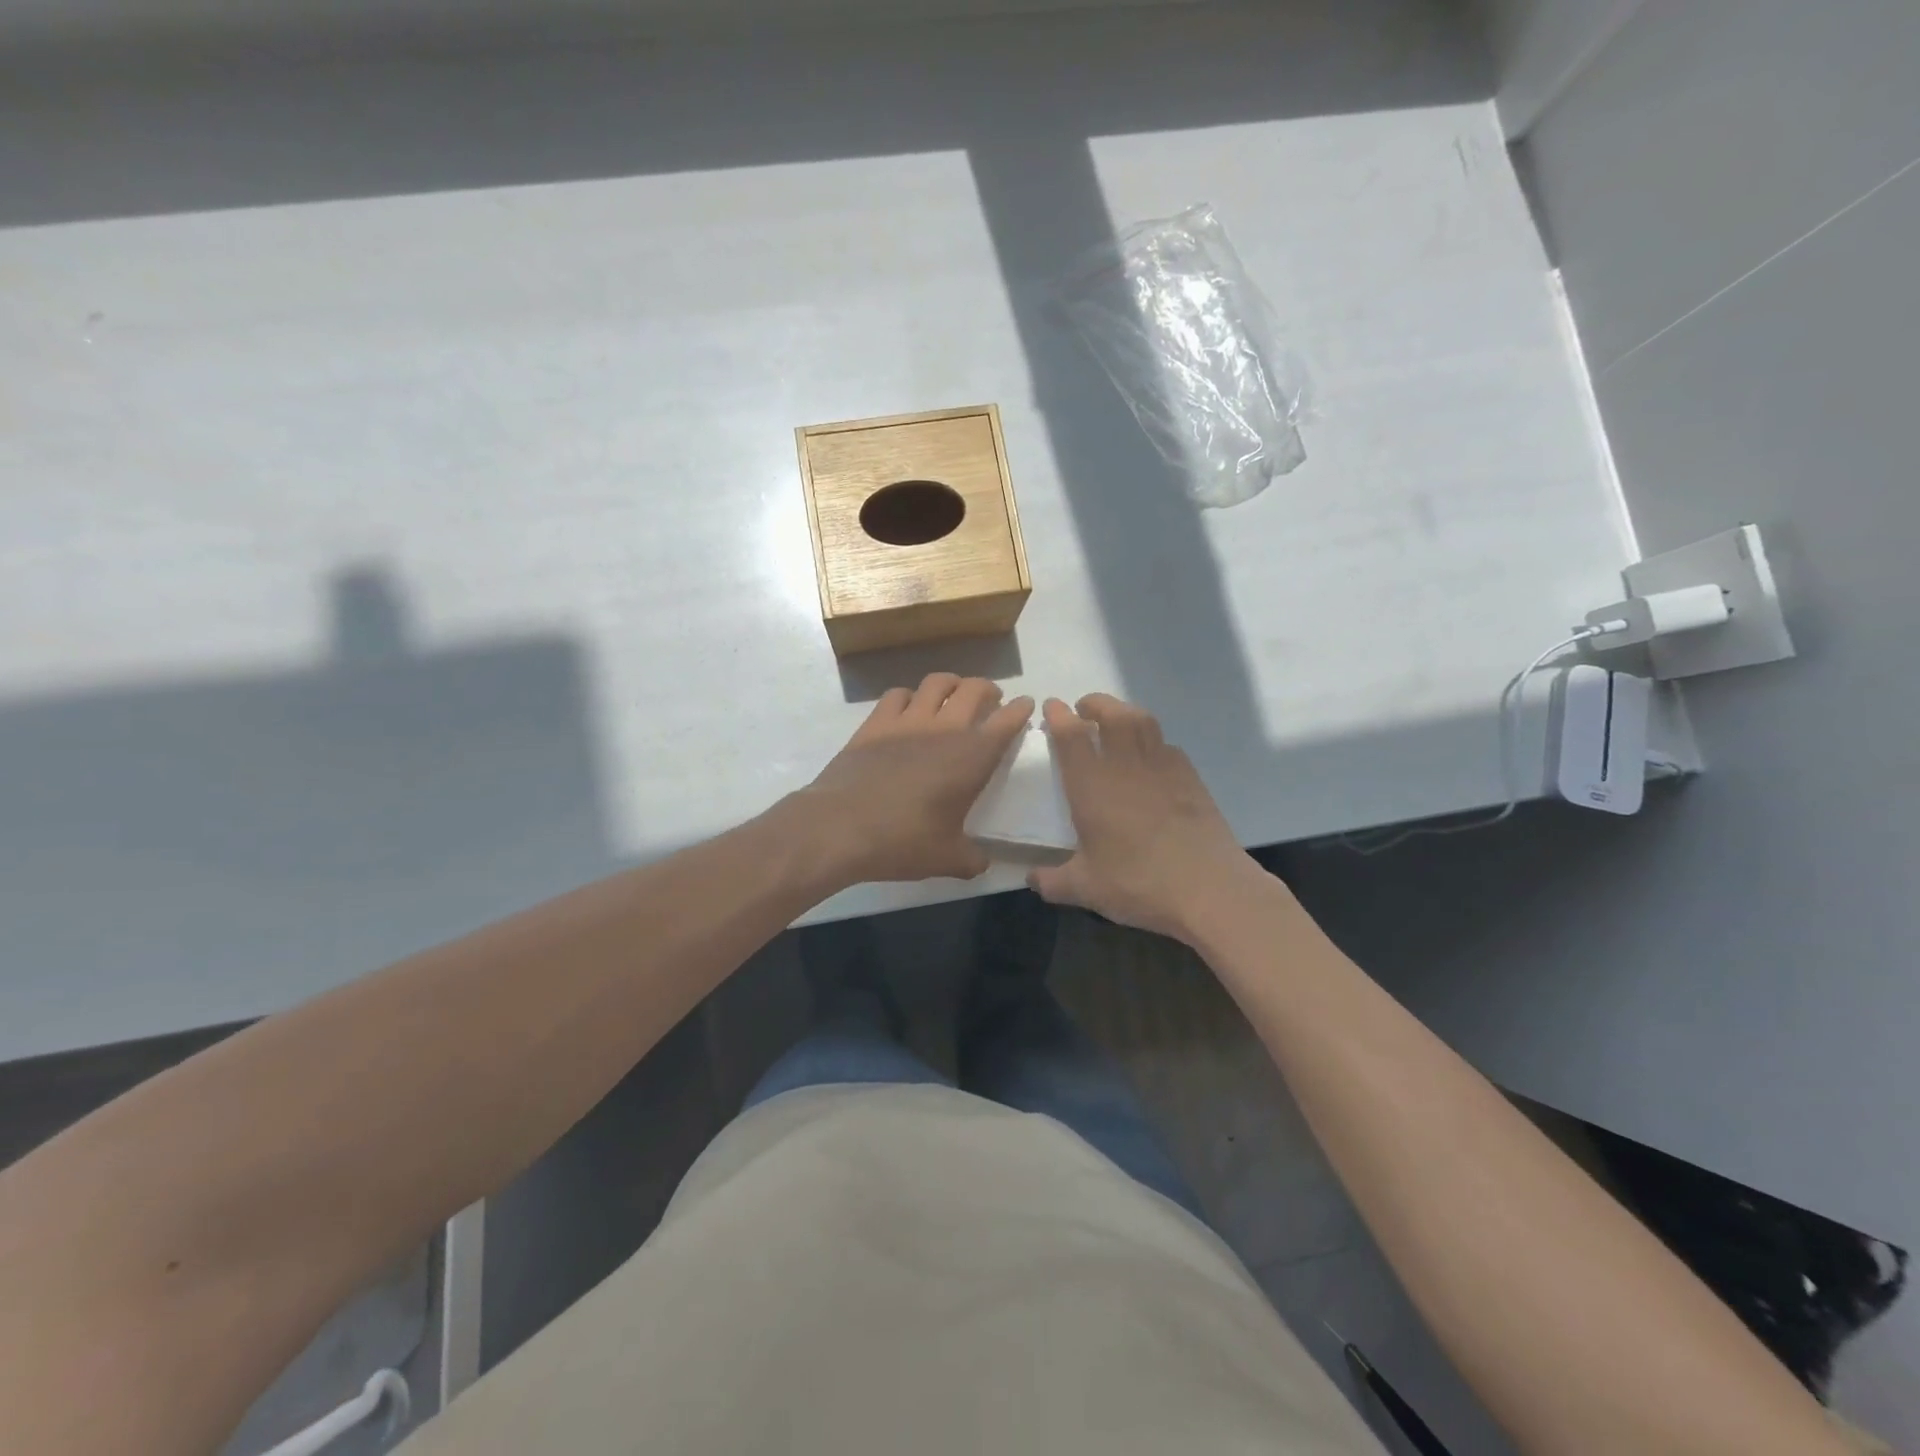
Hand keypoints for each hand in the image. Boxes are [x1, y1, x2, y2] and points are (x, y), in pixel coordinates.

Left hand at [797, 673, 1033, 884]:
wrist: (840, 827)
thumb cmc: (903, 842)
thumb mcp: (947, 859)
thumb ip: (972, 859)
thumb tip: (982, 863)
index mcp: (972, 757)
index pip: (1006, 721)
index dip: (1020, 710)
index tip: (1025, 706)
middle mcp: (944, 729)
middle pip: (974, 689)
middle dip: (988, 689)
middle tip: (990, 700)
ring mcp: (907, 721)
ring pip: (937, 682)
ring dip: (952, 684)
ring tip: (953, 695)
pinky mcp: (874, 723)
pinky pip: (898, 694)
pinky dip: (910, 696)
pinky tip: (909, 709)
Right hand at [1028, 695, 1264, 941]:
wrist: (1208, 888)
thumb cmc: (1138, 883)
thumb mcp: (1086, 888)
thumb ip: (1053, 881)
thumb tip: (1032, 879)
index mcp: (1092, 785)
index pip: (1071, 735)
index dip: (1059, 716)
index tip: (1052, 707)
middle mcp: (1125, 765)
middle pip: (1112, 714)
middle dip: (1095, 704)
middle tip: (1084, 709)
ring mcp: (1163, 768)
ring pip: (1143, 722)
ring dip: (1125, 712)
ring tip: (1116, 721)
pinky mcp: (1191, 778)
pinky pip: (1167, 746)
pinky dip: (1153, 741)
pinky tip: (1151, 757)